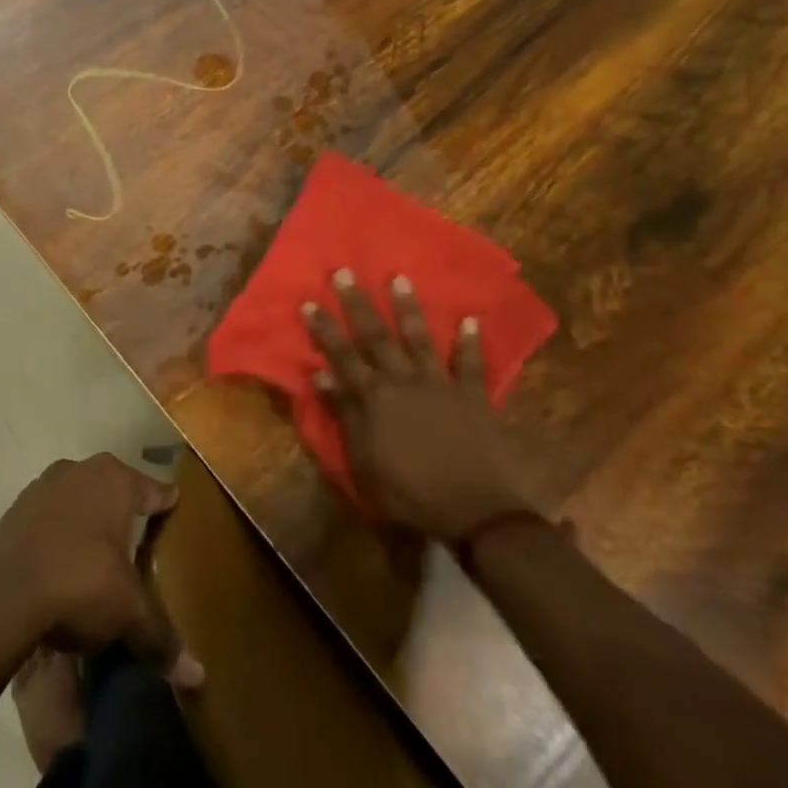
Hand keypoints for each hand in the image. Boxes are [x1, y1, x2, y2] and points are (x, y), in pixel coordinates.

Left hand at [0, 454, 203, 689]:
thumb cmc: (79, 584)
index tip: (177, 514)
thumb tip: (197, 677)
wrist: (2, 596)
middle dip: (126, 514)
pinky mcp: (16, 508)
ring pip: (79, 500)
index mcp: (115, 480)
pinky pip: (50, 517)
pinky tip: (62, 564)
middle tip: (140, 543)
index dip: (167, 506)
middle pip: (115, 490)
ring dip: (89, 522)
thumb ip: (161, 638)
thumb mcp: (127, 613)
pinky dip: (59, 534)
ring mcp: (44, 485)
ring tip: (99, 557)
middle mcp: (81, 470)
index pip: (154, 491)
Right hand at [304, 270, 533, 539]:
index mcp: (374, 398)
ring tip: (400, 278)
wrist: (477, 515)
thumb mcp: (364, 462)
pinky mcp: (473, 398)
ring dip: (408, 308)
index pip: (342, 356)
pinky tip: (470, 319)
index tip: (309, 301)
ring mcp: (440, 386)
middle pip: (376, 336)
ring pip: (420, 339)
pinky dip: (470, 342)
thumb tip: (321, 376)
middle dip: (358, 304)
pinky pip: (471, 365)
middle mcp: (404, 381)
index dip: (324, 329)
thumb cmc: (410, 495)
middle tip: (345, 272)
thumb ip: (345, 416)